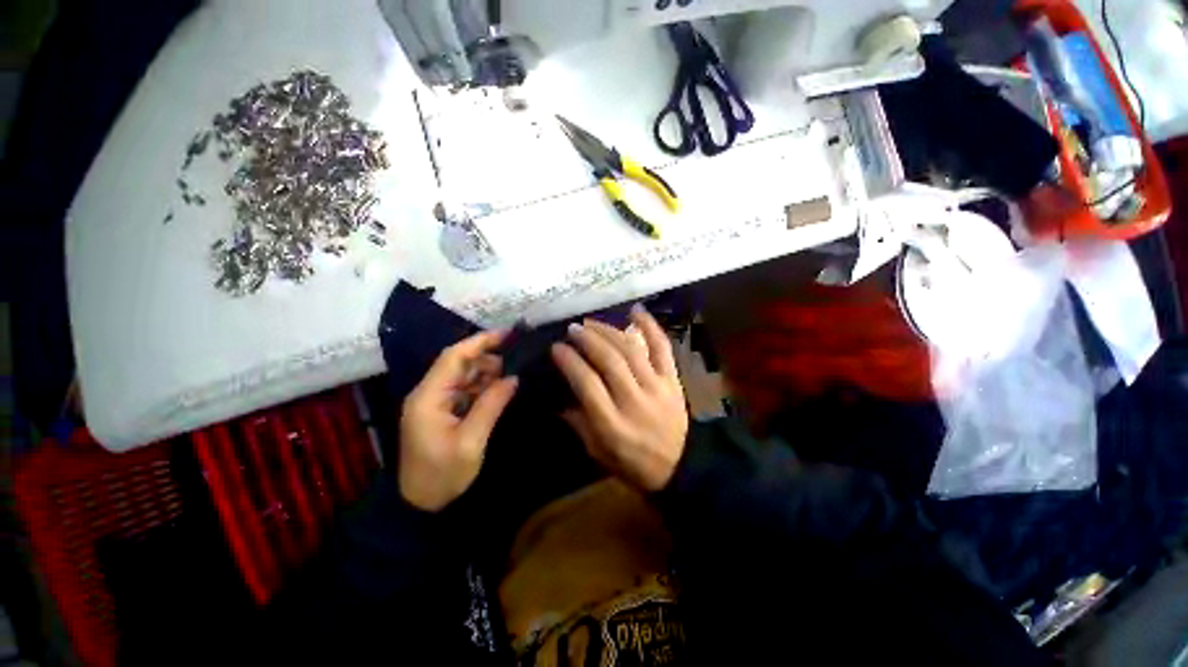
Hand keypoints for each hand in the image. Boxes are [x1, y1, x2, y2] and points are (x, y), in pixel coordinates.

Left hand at [399, 331, 517, 511]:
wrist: (419, 504)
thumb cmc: (442, 475)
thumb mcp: (471, 441)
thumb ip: (492, 405)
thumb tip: (513, 377)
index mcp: (429, 397)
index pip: (454, 357)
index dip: (480, 342)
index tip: (507, 335)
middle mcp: (428, 393)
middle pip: (459, 363)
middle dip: (488, 358)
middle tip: (516, 362)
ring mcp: (434, 401)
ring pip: (463, 374)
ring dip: (487, 372)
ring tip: (511, 377)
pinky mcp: (441, 410)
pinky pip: (464, 389)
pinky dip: (482, 386)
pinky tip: (499, 389)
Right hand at [552, 305, 688, 491]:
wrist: (681, 467)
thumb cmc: (633, 464)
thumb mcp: (598, 451)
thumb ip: (577, 422)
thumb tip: (557, 396)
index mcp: (612, 424)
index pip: (587, 384)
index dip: (570, 361)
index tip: (556, 347)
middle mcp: (634, 401)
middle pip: (609, 361)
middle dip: (588, 340)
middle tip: (573, 329)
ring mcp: (657, 387)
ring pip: (631, 350)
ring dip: (609, 332)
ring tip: (591, 322)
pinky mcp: (673, 380)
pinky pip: (662, 348)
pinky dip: (650, 326)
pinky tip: (636, 310)